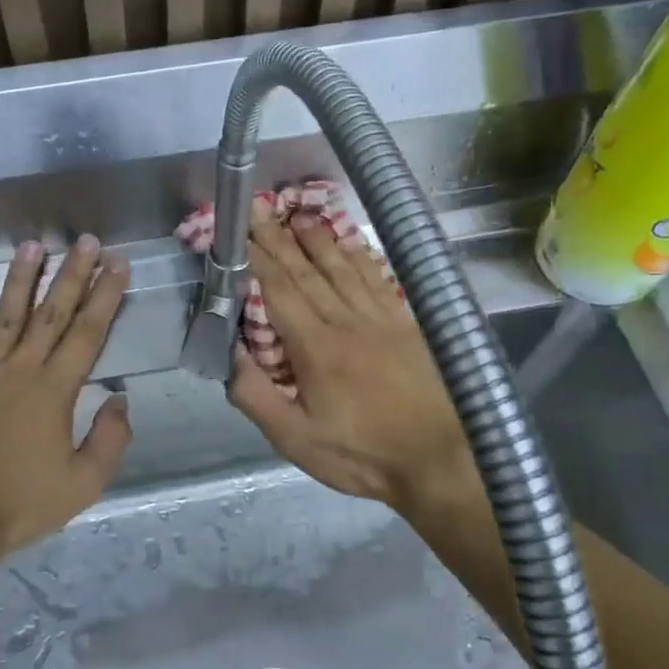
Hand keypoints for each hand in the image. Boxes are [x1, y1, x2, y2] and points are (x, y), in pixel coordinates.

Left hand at [0, 236, 131, 555]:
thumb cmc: (22, 504)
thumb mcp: (84, 483)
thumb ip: (110, 439)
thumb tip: (120, 399)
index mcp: (55, 390)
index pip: (87, 332)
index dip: (106, 296)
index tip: (117, 265)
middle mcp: (20, 369)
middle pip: (52, 312)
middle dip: (73, 274)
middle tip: (86, 241)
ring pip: (6, 314)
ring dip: (22, 278)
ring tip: (35, 245)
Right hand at [227, 204, 472, 517]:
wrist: (442, 462)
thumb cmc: (363, 455)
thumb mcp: (296, 440)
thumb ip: (256, 397)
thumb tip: (226, 355)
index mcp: (316, 347)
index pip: (278, 289)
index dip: (255, 257)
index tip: (237, 230)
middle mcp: (347, 321)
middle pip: (307, 270)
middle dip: (278, 236)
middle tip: (258, 206)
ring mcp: (382, 319)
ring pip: (343, 268)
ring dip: (318, 238)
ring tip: (298, 213)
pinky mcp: (408, 324)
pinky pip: (379, 280)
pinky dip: (361, 256)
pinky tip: (351, 243)